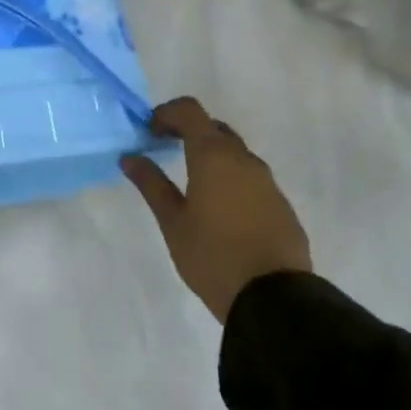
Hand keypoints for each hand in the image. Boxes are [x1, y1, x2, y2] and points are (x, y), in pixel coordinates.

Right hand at [121, 97, 312, 322]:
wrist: (273, 298)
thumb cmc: (212, 256)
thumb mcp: (172, 221)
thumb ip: (151, 184)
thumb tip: (130, 157)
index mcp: (214, 156)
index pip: (190, 111)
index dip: (166, 113)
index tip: (148, 132)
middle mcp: (244, 160)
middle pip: (214, 128)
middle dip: (187, 132)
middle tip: (163, 150)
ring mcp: (267, 182)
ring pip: (234, 153)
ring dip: (209, 155)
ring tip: (188, 182)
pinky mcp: (280, 204)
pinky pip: (250, 177)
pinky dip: (229, 178)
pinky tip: (217, 208)